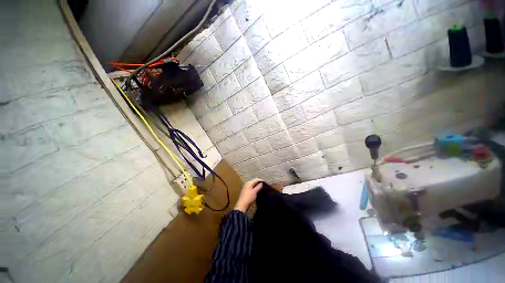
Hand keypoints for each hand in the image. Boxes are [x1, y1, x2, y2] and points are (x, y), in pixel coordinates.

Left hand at [234, 178, 262, 211]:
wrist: (242, 206)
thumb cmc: (249, 198)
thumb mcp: (255, 192)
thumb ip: (259, 186)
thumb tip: (262, 183)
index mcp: (249, 182)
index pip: (256, 179)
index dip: (261, 181)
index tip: (266, 184)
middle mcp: (247, 184)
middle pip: (255, 181)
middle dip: (259, 183)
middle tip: (264, 187)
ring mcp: (246, 187)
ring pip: (253, 185)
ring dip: (257, 186)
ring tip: (262, 189)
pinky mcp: (246, 191)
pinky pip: (252, 188)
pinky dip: (255, 189)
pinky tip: (257, 192)